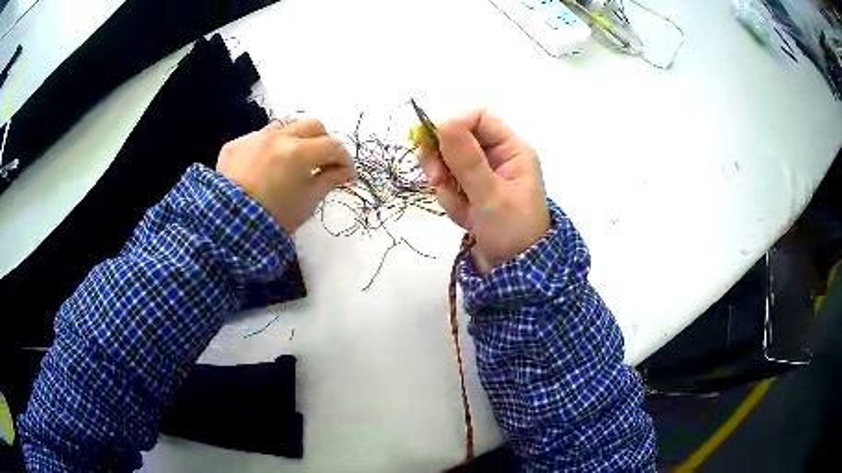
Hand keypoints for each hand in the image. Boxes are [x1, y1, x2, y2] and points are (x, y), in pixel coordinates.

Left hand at [217, 119, 354, 233]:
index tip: (347, 174)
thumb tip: (343, 171)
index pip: (333, 146)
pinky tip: (266, 165)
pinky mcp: (235, 145)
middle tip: (323, 161)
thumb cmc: (274, 218)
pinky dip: (269, 147)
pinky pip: (259, 137)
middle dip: (324, 141)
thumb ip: (328, 180)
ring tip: (294, 158)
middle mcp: (278, 137)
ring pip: (285, 125)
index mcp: (299, 153)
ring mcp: (254, 138)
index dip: (345, 159)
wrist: (229, 228)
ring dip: (296, 138)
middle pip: (313, 125)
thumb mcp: (307, 202)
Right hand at [418, 109, 549, 272]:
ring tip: (460, 207)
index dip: (453, 125)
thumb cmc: (512, 231)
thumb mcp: (490, 196)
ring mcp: (481, 173)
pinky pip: (447, 182)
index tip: (433, 145)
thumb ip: (467, 160)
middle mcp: (496, 156)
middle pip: (457, 137)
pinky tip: (464, 216)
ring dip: (445, 183)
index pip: (477, 118)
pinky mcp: (470, 190)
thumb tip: (444, 121)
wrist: (513, 270)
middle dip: (443, 159)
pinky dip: (449, 198)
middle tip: (437, 180)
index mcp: (511, 149)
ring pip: (447, 161)